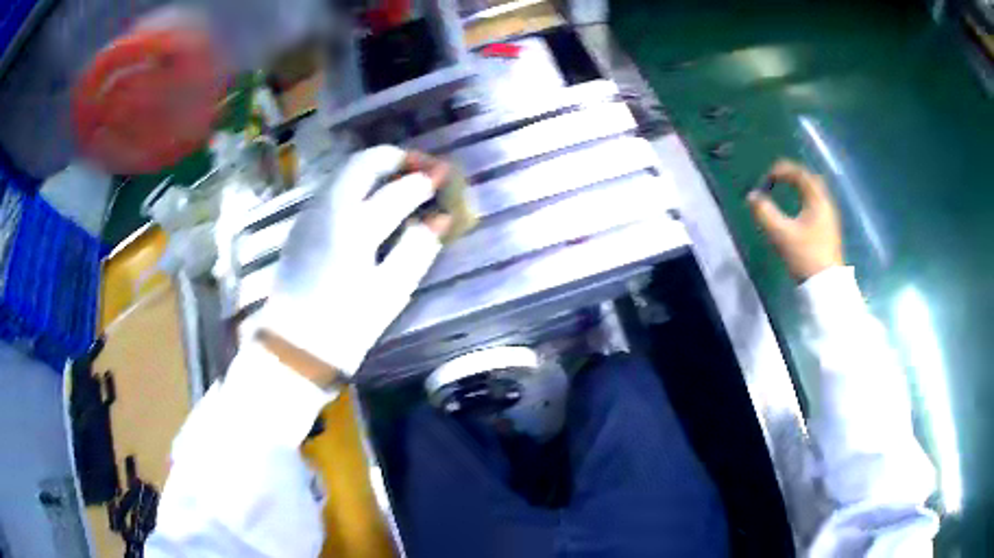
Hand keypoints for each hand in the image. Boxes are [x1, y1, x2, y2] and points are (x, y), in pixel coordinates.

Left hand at [259, 146, 451, 385]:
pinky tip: (371, 203)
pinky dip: (357, 185)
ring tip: (400, 180)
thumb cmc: (346, 326)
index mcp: (352, 229)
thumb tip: (438, 220)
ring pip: (344, 173)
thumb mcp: (390, 293)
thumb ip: (417, 250)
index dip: (425, 181)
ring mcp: (309, 216)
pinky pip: (333, 190)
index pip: (396, 192)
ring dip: (375, 169)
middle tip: (420, 167)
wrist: (295, 348)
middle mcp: (327, 211)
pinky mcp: (301, 227)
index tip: (445, 175)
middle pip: (362, 163)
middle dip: (395, 158)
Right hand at [748, 160, 843, 281]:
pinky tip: (798, 211)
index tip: (766, 178)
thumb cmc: (805, 256)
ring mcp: (830, 218)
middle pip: (810, 180)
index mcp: (817, 200)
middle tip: (776, 179)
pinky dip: (805, 199)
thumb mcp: (781, 234)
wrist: (826, 287)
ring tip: (785, 191)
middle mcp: (826, 204)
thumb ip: (765, 213)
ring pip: (814, 193)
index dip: (782, 170)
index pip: (800, 174)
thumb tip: (751, 197)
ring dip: (799, 187)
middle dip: (792, 175)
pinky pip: (816, 204)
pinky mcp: (829, 230)